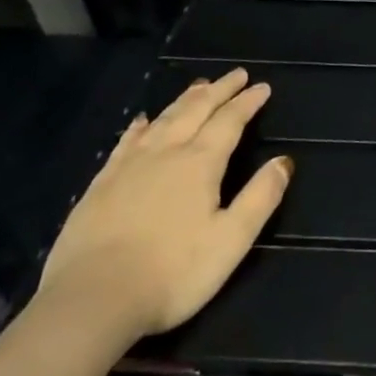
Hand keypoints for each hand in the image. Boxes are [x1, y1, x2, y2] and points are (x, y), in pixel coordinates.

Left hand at [38, 69, 290, 341]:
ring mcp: (128, 167)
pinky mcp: (100, 185)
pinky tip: (142, 120)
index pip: (229, 121)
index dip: (247, 102)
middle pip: (195, 110)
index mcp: (200, 164)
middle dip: (219, 90)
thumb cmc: (173, 273)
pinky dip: (139, 126)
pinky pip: (125, 142)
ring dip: (184, 100)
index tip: (262, 87)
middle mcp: (166, 153)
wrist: (91, 301)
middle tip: (236, 74)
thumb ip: (260, 197)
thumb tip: (284, 161)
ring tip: (199, 85)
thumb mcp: (231, 240)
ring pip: (162, 120)